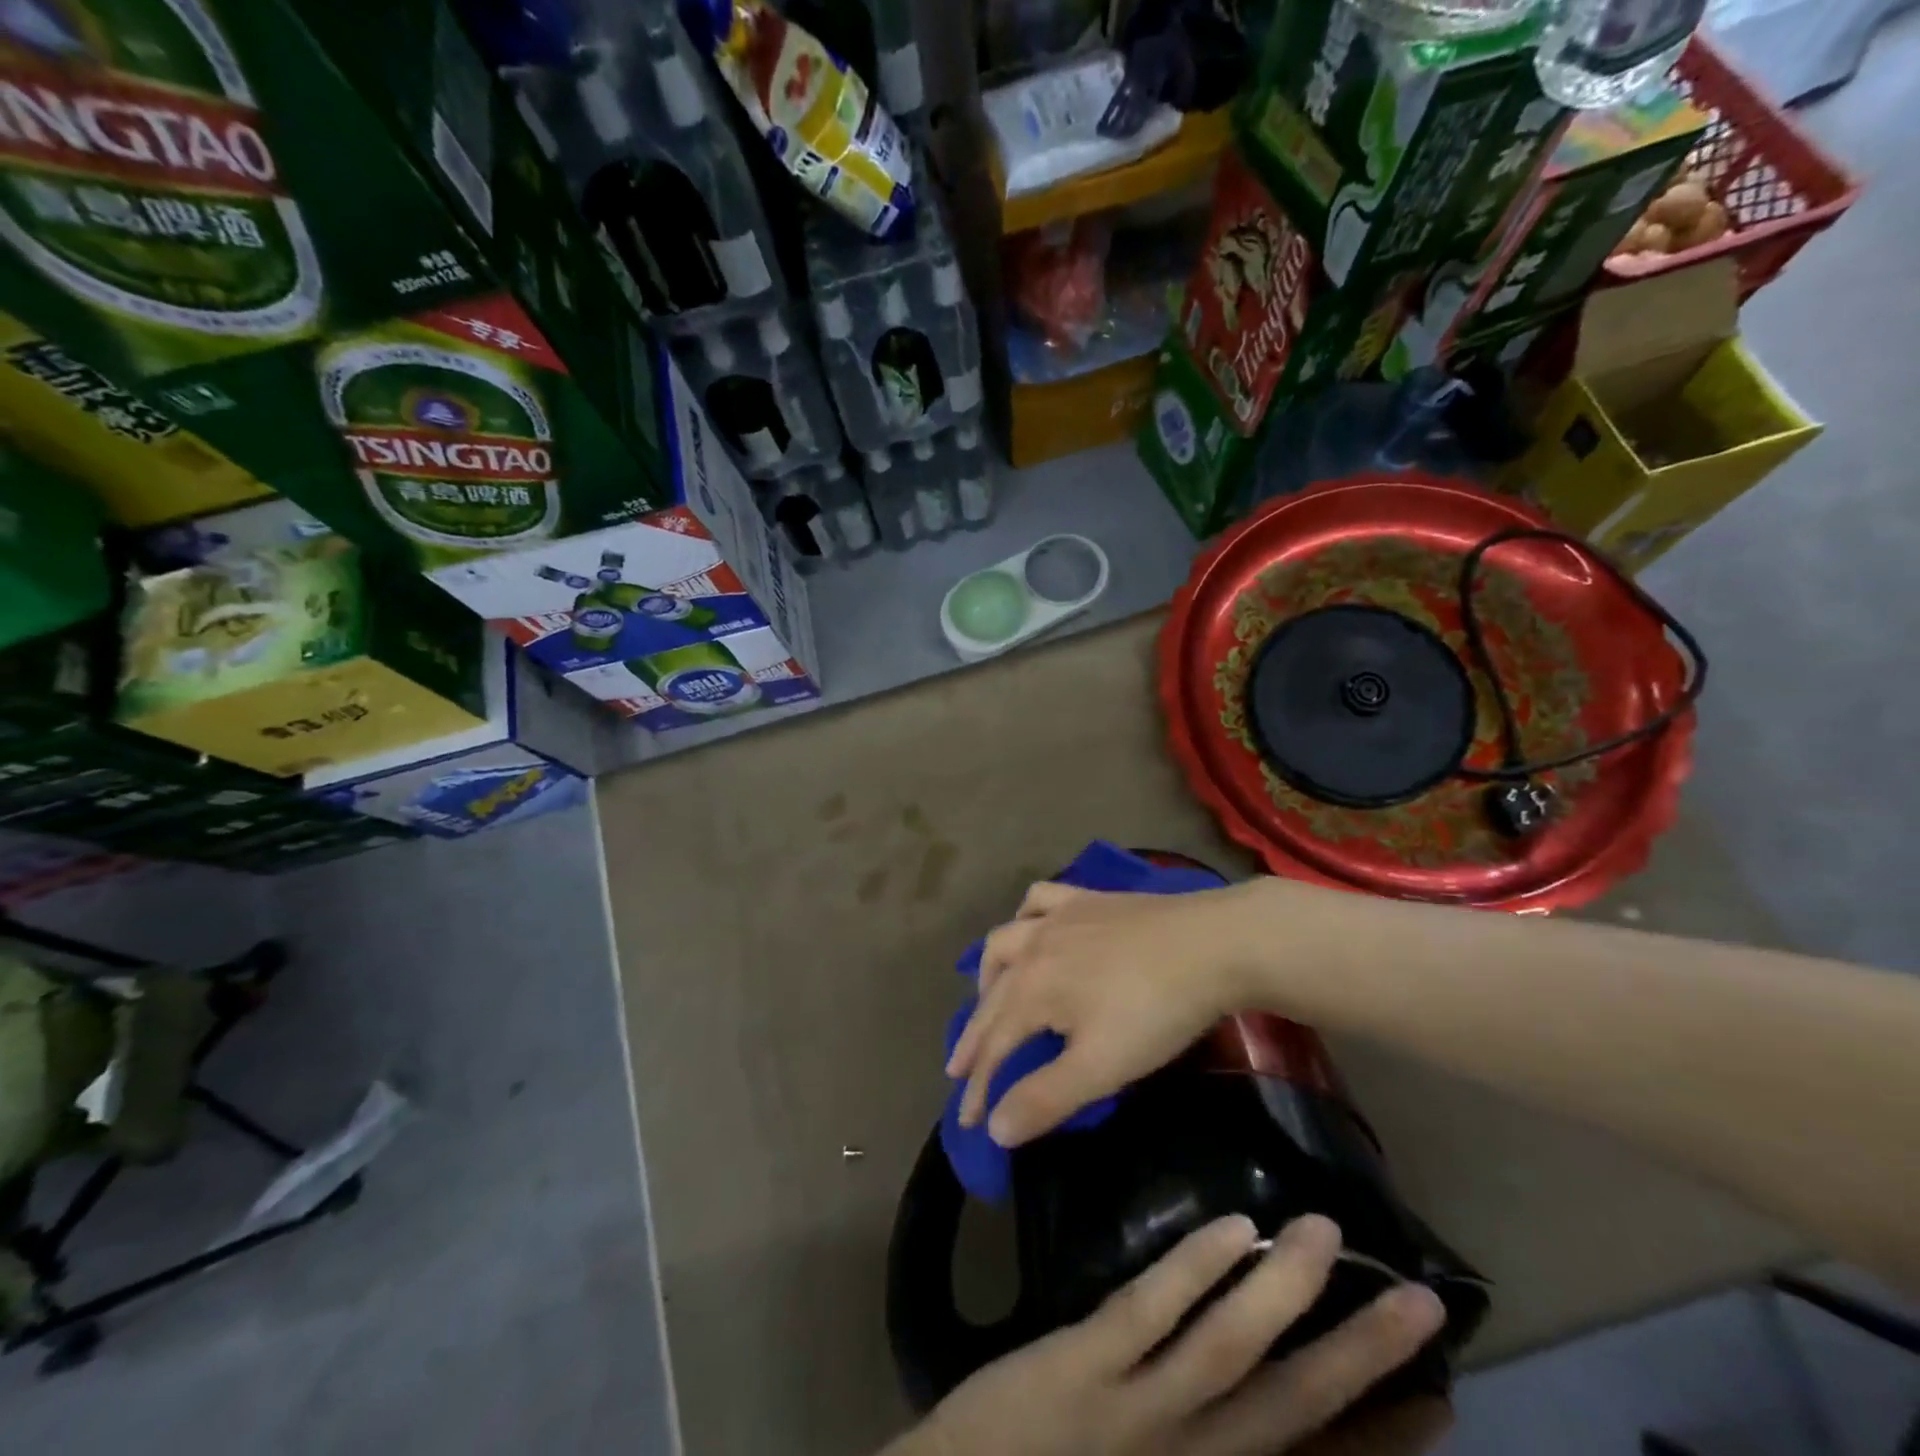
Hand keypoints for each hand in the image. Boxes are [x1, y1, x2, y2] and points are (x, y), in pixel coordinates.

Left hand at [886, 1214, 1447, 1455]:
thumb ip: (1202, 1436)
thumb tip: (1254, 1395)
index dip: (1383, 1434)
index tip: (1442, 1397)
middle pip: (1295, 1402)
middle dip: (1364, 1355)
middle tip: (1421, 1299)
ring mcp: (1139, 1411)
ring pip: (1231, 1349)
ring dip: (1283, 1288)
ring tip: (1327, 1231)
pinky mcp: (1085, 1364)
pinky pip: (1151, 1310)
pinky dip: (1197, 1269)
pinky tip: (1234, 1227)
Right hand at [947, 880, 1267, 1145]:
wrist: (1212, 944)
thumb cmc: (1155, 1010)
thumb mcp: (1101, 1066)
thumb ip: (1045, 1096)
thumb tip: (996, 1129)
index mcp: (1032, 989)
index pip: (994, 1045)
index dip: (979, 1087)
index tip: (971, 1123)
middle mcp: (1033, 947)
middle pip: (992, 997)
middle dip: (974, 1038)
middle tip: (960, 1070)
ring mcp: (1060, 917)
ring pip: (1005, 940)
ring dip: (988, 974)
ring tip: (988, 997)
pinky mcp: (1088, 899)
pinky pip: (1040, 899)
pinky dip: (1025, 916)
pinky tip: (1032, 927)